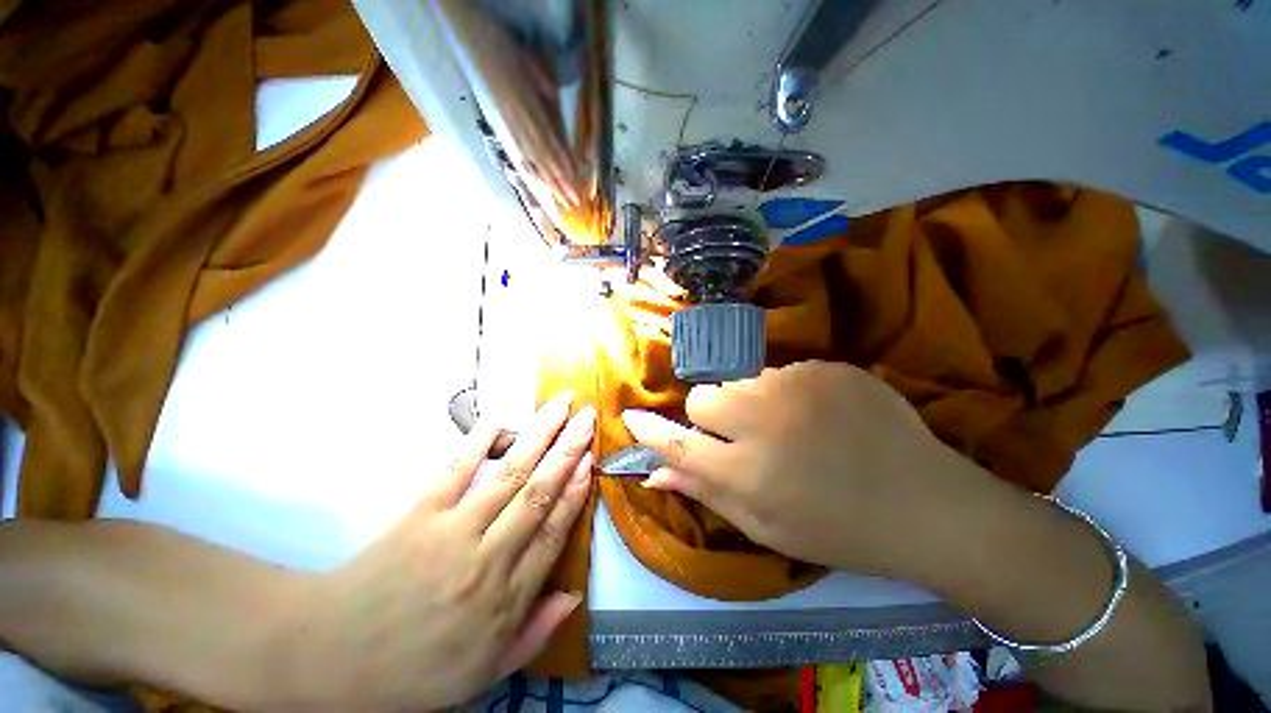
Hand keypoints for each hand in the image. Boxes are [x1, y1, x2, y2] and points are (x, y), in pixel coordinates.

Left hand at [303, 392, 594, 709]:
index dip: (576, 491)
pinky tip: (499, 421)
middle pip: (539, 493)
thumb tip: (574, 594)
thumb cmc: (413, 671)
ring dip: (539, 436)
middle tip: (587, 418)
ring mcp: (453, 532)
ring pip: (509, 475)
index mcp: (507, 598)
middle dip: (569, 450)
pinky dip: (477, 443)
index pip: (553, 531)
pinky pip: (454, 472)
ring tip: (560, 406)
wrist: (330, 659)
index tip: (591, 460)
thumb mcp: (484, 673)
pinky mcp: (418, 515)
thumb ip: (534, 633)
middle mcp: (489, 558)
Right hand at [621, 361, 985, 581]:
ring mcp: (797, 386)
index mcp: (748, 473)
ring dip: (750, 404)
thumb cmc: (838, 529)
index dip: (652, 431)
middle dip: (711, 416)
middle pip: (704, 397)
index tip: (632, 418)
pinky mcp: (825, 367)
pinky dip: (786, 394)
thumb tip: (656, 472)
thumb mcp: (765, 526)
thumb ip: (706, 492)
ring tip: (788, 429)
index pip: (678, 442)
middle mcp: (764, 421)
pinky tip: (819, 416)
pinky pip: (780, 373)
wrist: (925, 504)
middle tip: (742, 437)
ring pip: (740, 382)